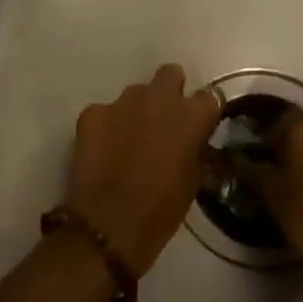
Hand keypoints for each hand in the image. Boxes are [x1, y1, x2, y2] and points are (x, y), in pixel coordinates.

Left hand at [67, 65, 221, 277]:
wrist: (109, 226)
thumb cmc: (162, 210)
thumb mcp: (194, 180)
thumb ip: (196, 149)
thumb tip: (194, 141)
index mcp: (191, 115)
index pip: (209, 97)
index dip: (203, 113)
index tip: (199, 127)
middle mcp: (159, 98)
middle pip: (170, 75)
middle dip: (170, 92)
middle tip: (164, 121)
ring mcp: (122, 102)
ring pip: (136, 93)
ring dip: (138, 110)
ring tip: (130, 140)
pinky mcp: (92, 113)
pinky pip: (105, 112)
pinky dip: (107, 126)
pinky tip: (104, 150)